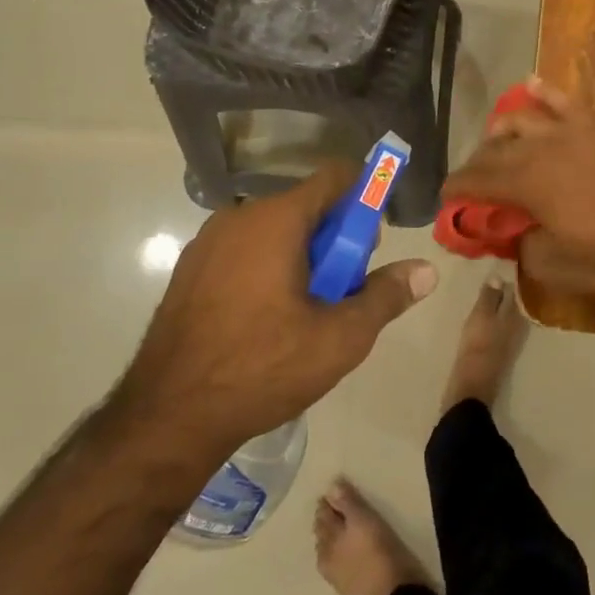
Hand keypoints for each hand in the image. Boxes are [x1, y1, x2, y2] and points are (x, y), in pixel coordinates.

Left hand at [109, 165, 437, 466]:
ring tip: (305, 315)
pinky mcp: (189, 270)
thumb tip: (427, 271)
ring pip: (275, 231)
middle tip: (341, 292)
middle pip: (307, 207)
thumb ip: (386, 296)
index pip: (336, 177)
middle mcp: (239, 216)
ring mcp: (208, 242)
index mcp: (277, 219)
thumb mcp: (340, 338)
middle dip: (335, 240)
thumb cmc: (262, 368)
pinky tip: (266, 322)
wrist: (167, 417)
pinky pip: (244, 251)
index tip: (372, 243)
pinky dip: (267, 269)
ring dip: (301, 257)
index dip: (365, 198)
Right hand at [441, 76, 594, 296]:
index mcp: (525, 182)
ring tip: (496, 142)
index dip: (456, 187)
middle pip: (494, 149)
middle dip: (476, 164)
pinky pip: (564, 102)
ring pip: (521, 120)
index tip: (446, 197)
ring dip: (501, 131)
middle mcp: (540, 149)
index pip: (477, 179)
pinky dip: (545, 92)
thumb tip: (513, 231)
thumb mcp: (550, 265)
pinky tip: (530, 83)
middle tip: (472, 182)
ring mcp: (569, 133)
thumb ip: (520, 244)